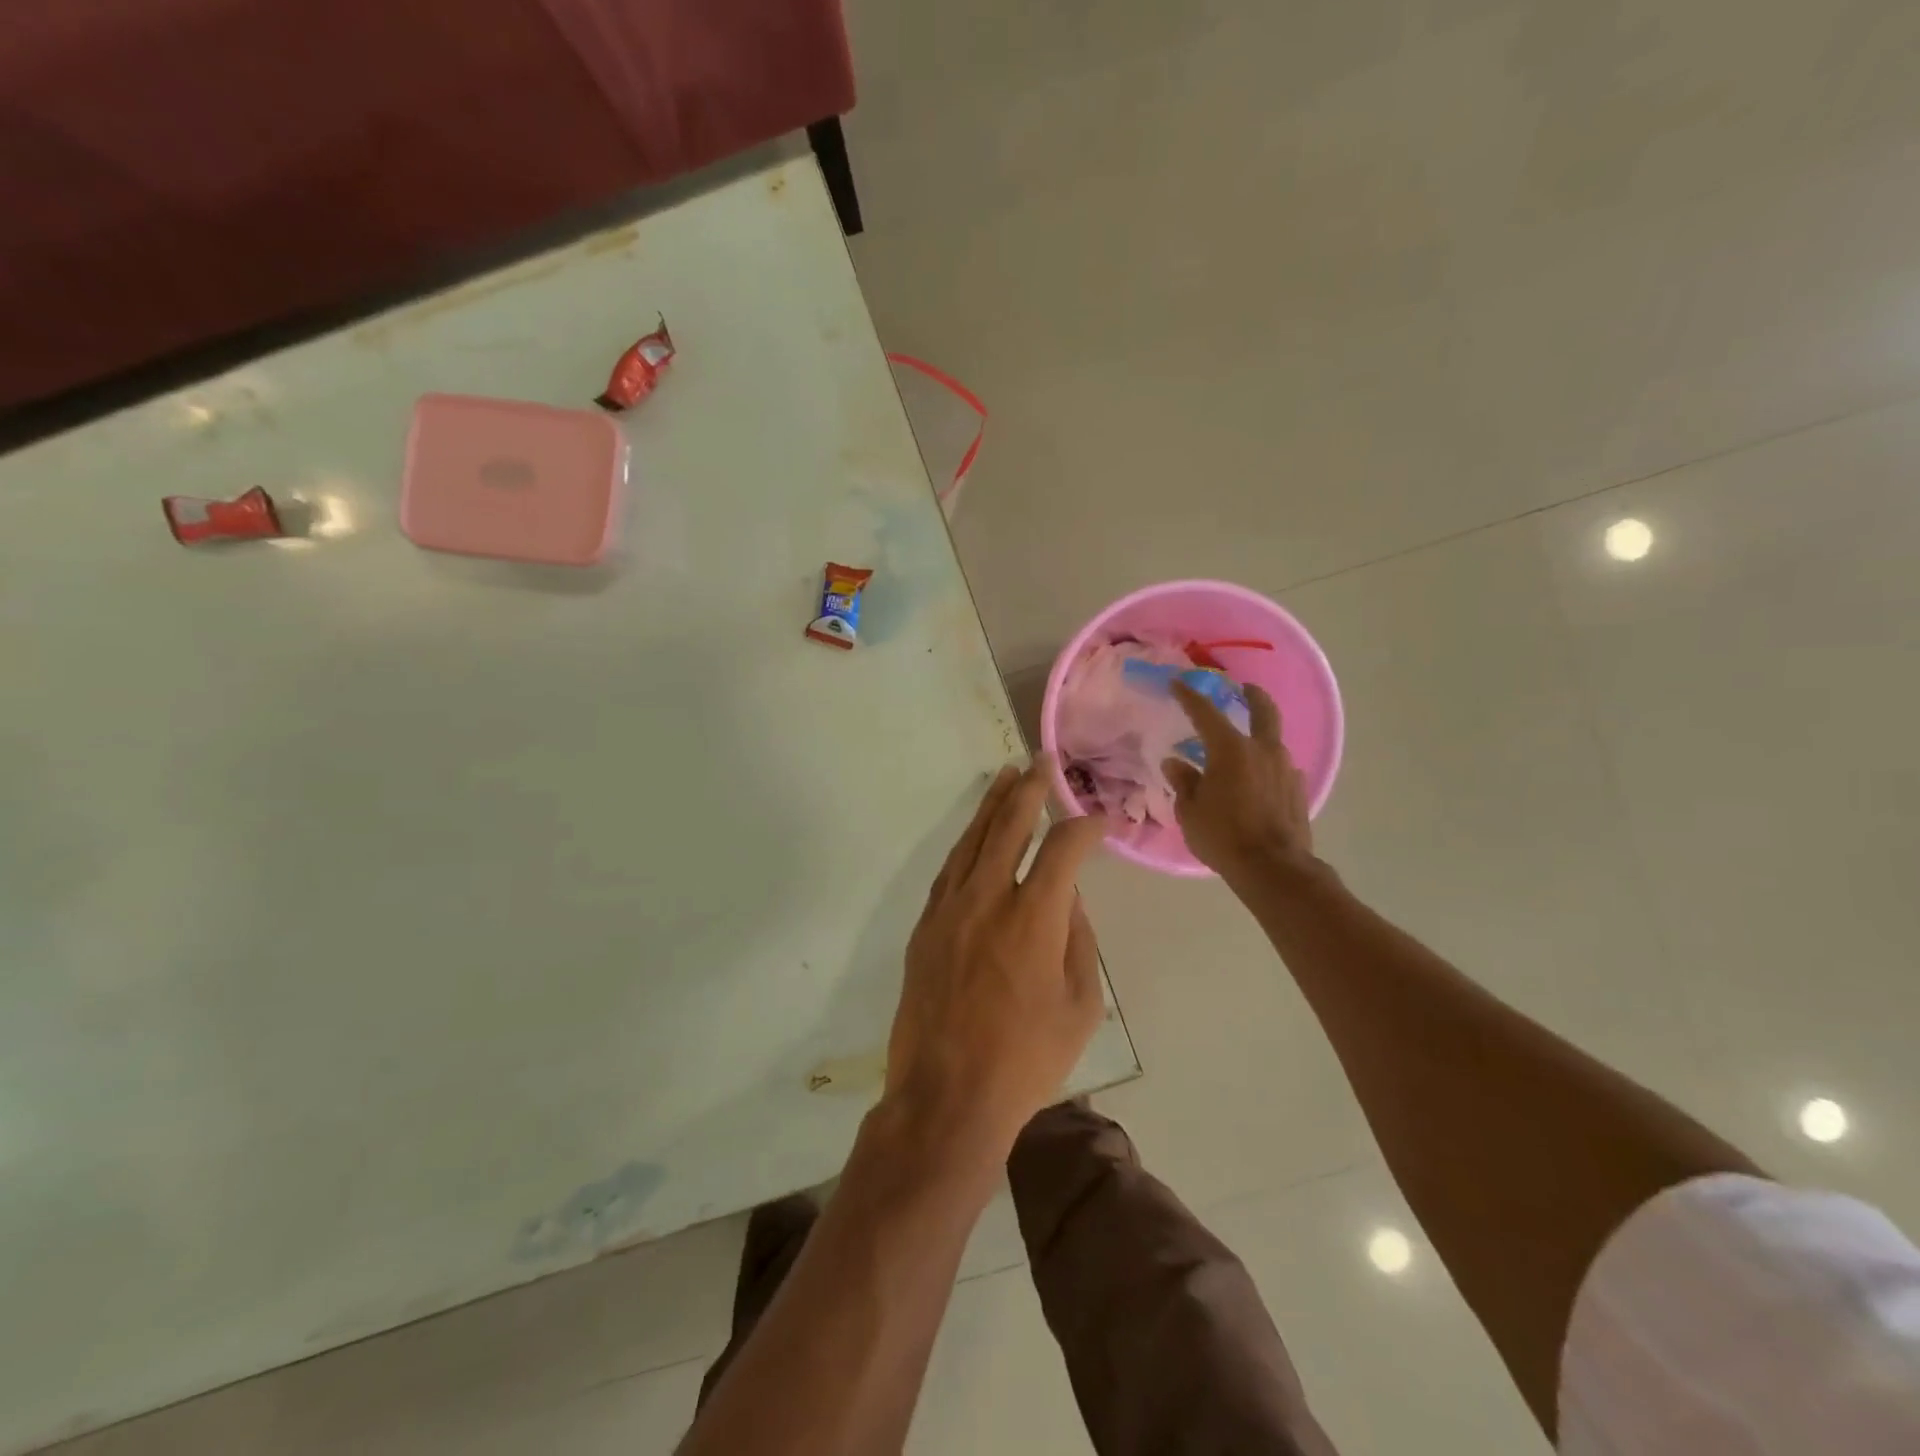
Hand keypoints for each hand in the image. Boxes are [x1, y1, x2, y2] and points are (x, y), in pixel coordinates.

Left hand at [886, 764, 1107, 1160]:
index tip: (1100, 819)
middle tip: (1042, 761)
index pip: (1063, 849)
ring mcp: (949, 910)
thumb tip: (1070, 899)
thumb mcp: (1080, 1007)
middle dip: (1030, 790)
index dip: (1085, 827)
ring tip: (1007, 777)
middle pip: (1009, 826)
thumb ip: (1079, 942)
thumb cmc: (1026, 1060)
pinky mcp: (925, 926)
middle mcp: (988, 899)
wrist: (946, 1096)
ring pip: (972, 840)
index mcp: (1034, 918)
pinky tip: (975, 833)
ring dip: (992, 806)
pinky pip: (948, 870)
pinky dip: (965, 844)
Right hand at [1162, 681, 1315, 879]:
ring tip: (1243, 748)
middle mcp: (1262, 750)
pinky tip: (1257, 781)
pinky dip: (1267, 766)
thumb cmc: (1223, 836)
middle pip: (1263, 710)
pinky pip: (1280, 768)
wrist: (1273, 868)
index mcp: (1230, 749)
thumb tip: (1176, 763)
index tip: (1178, 683)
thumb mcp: (1190, 810)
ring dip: (1259, 736)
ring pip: (1273, 741)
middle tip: (1244, 689)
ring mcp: (1285, 769)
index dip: (1189, 696)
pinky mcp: (1298, 790)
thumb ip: (1184, 781)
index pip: (1206, 713)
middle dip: (1252, 695)